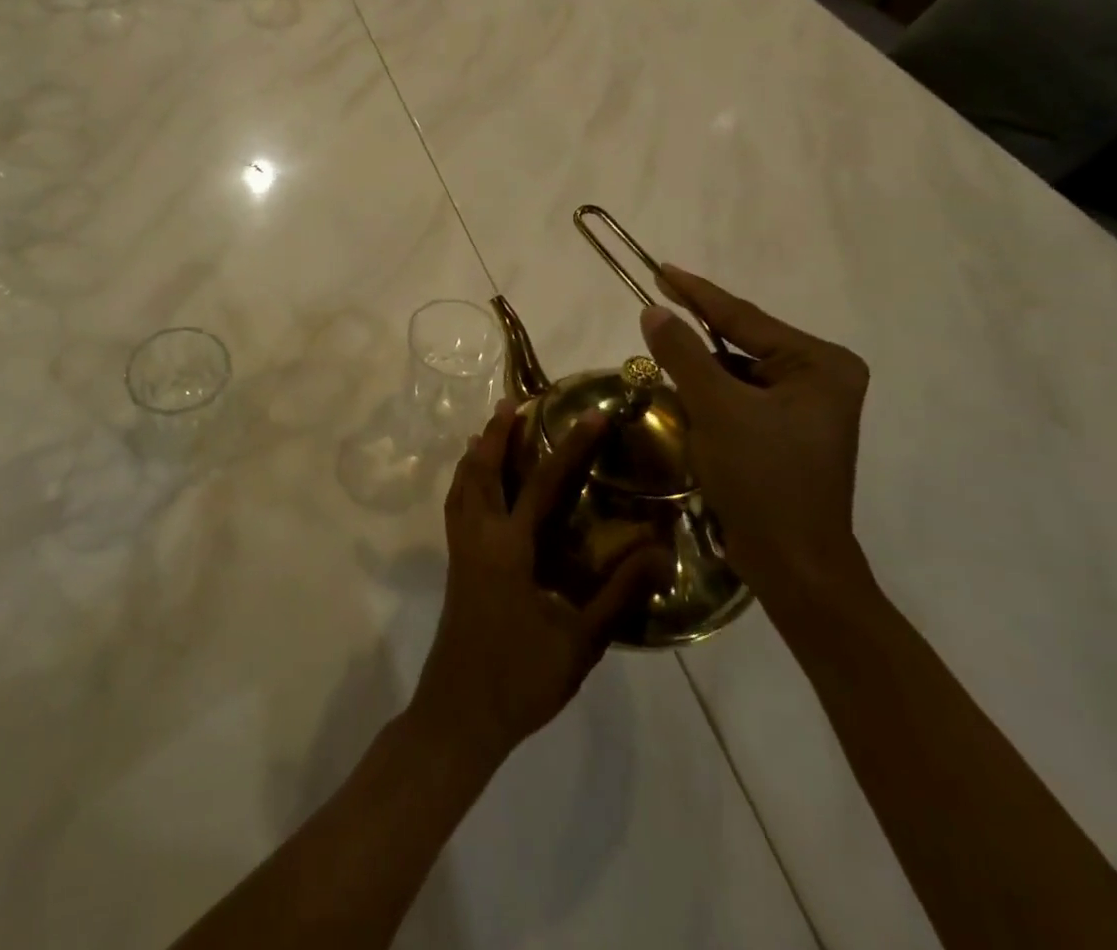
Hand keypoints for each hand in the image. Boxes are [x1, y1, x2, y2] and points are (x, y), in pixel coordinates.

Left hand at [410, 399, 670, 768]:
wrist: (459, 714)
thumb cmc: (521, 678)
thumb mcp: (579, 641)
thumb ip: (618, 594)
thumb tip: (661, 553)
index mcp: (509, 547)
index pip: (542, 482)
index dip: (570, 446)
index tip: (590, 415)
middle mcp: (479, 536)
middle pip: (483, 469)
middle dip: (497, 432)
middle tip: (513, 403)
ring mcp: (460, 548)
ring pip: (462, 484)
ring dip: (477, 452)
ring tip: (490, 429)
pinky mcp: (455, 563)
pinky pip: (455, 504)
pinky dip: (465, 479)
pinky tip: (476, 484)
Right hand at [639, 265, 871, 603]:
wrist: (793, 564)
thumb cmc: (762, 478)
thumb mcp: (716, 408)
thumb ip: (684, 353)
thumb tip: (654, 311)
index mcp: (820, 365)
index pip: (744, 318)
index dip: (697, 293)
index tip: (660, 268)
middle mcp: (821, 378)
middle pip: (742, 344)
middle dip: (697, 338)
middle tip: (653, 312)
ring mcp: (807, 408)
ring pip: (736, 372)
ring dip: (700, 373)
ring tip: (663, 365)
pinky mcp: (788, 432)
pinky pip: (740, 397)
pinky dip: (710, 397)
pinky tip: (687, 404)